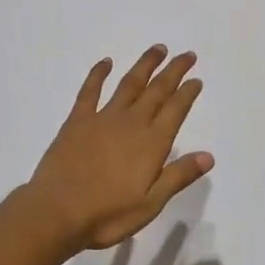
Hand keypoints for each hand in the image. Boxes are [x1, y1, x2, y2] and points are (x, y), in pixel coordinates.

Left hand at [25, 46, 212, 251]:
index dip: (187, 93)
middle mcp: (131, 123)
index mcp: (151, 144)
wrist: (56, 212)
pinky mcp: (78, 120)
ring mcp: (103, 118)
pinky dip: (99, 74)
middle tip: (187, 54)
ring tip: (158, 49)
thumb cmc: (107, 215)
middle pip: (157, 90)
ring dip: (145, 65)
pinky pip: (90, 90)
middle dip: (174, 71)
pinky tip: (106, 62)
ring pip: (129, 83)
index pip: (175, 110)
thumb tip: (208, 156)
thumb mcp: (150, 204)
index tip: (196, 79)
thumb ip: (178, 176)